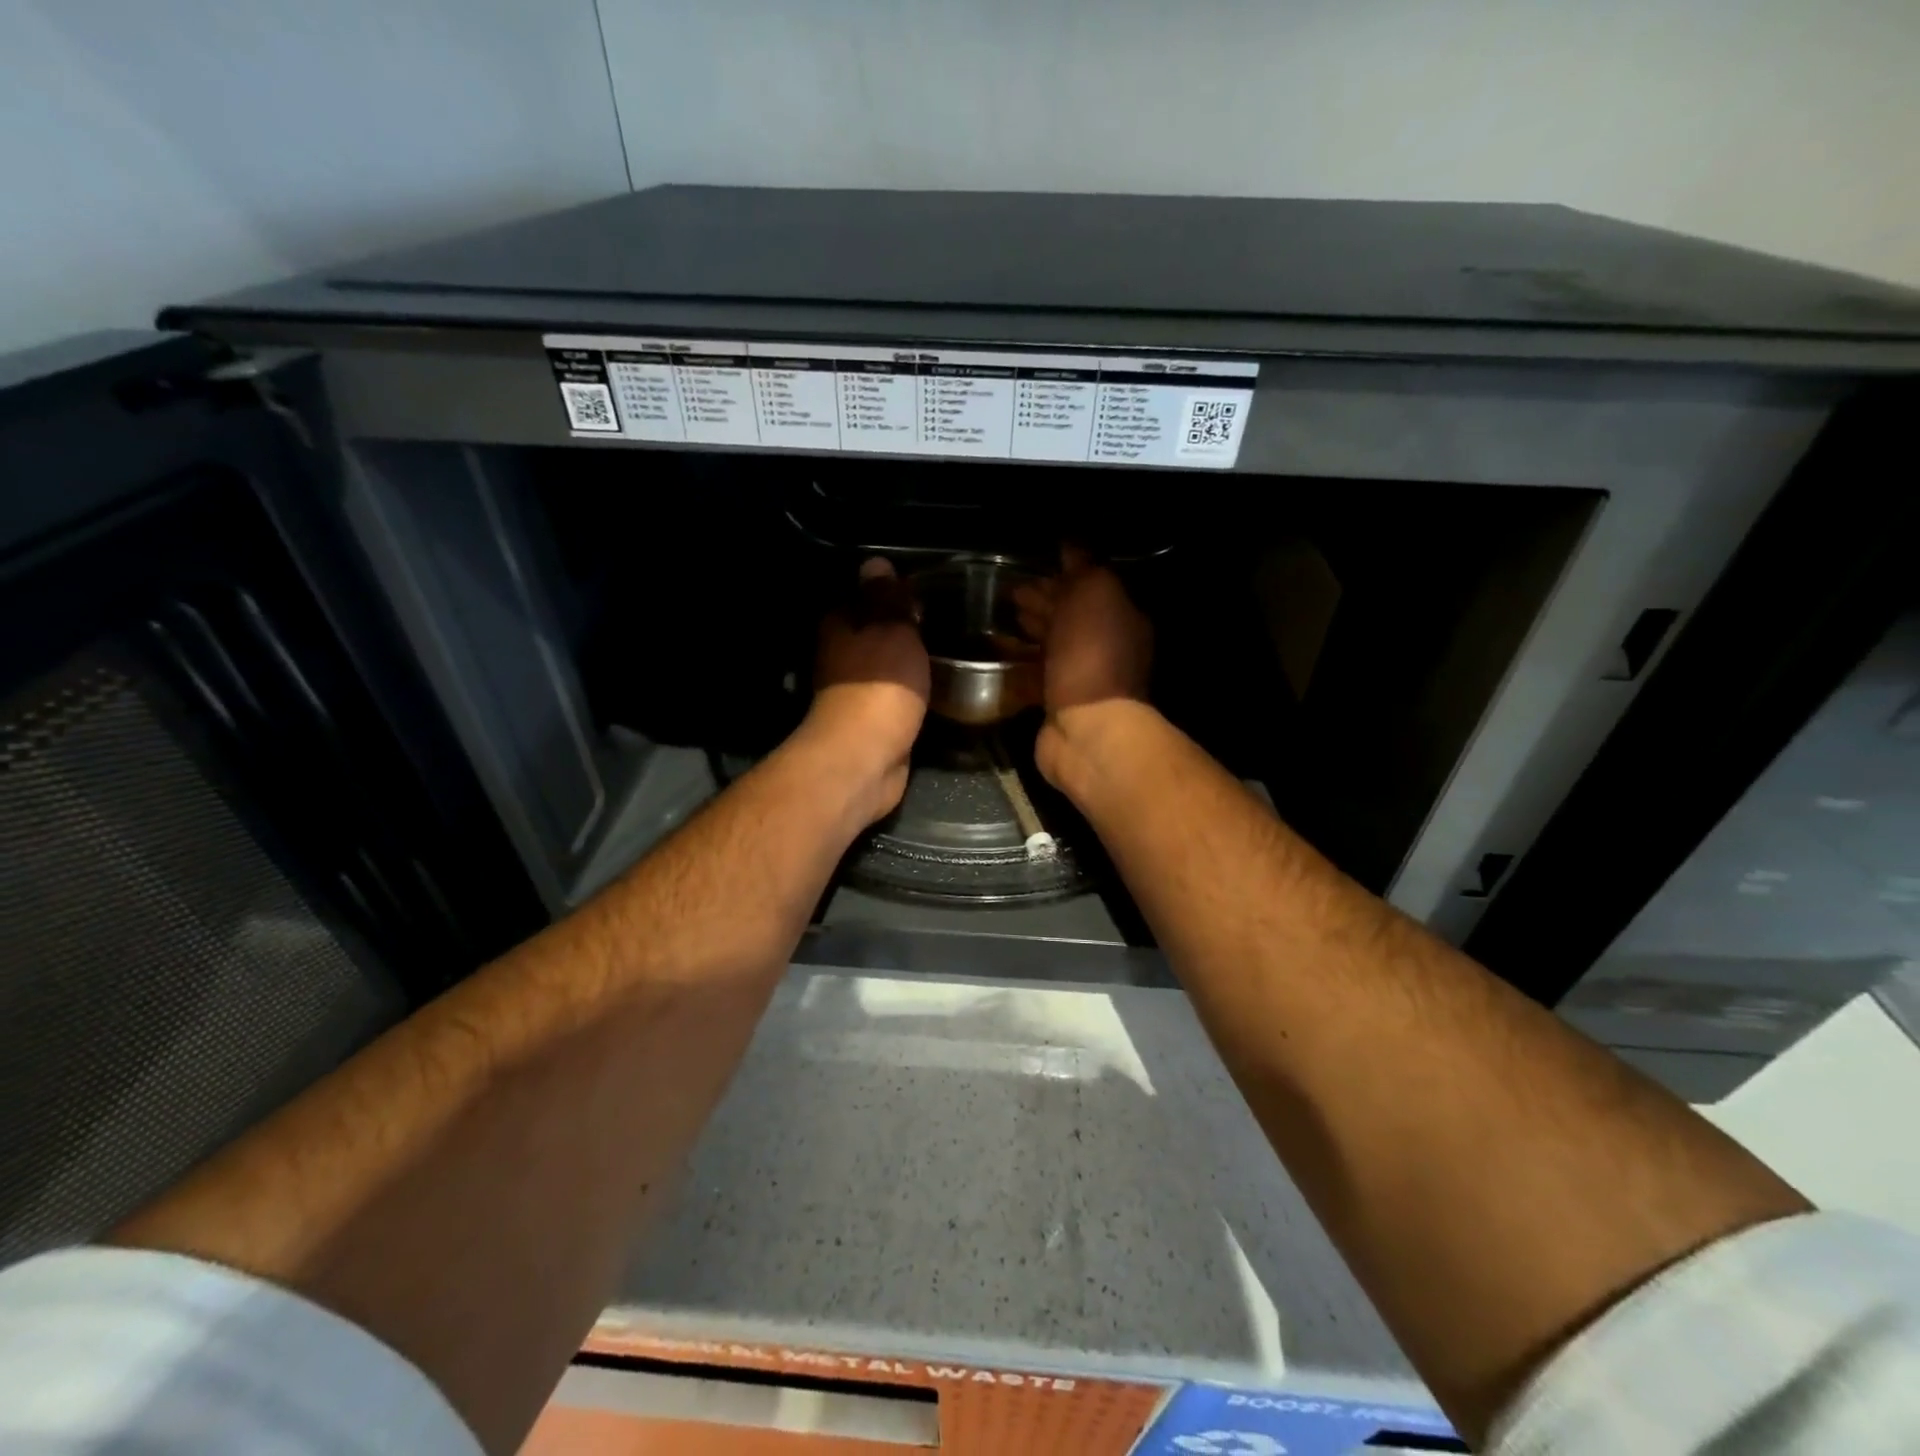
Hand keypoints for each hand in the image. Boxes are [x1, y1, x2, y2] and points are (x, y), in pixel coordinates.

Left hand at [804, 557, 930, 822]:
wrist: (866, 758)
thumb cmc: (879, 685)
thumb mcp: (892, 630)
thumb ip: (888, 598)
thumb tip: (875, 561)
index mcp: (840, 626)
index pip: (864, 596)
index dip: (892, 592)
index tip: (927, 590)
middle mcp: (841, 655)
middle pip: (875, 631)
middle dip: (905, 627)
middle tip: (949, 619)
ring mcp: (855, 691)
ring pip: (887, 665)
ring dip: (910, 660)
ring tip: (951, 649)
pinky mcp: (873, 721)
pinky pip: (897, 694)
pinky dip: (913, 689)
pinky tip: (939, 684)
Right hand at [1013, 546, 1153, 787]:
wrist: (1087, 730)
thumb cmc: (1092, 656)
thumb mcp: (1094, 595)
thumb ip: (1084, 567)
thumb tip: (1071, 544)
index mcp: (1120, 617)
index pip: (1088, 587)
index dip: (1060, 573)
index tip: (1029, 565)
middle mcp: (1104, 646)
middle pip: (1068, 616)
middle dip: (1040, 600)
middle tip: (1006, 591)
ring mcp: (1079, 677)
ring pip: (1049, 645)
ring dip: (1026, 629)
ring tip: (996, 617)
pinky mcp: (1054, 702)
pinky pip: (1032, 674)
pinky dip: (1014, 660)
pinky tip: (992, 650)